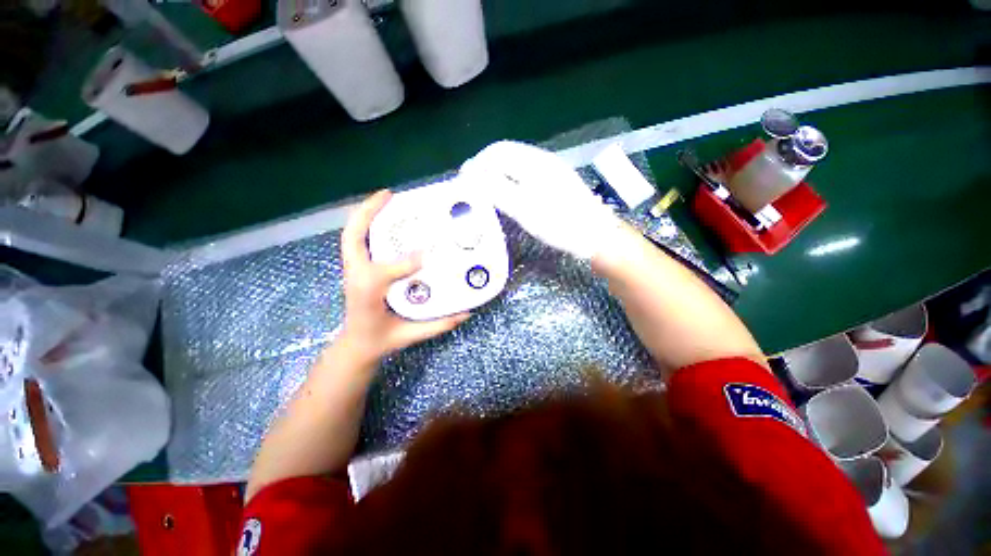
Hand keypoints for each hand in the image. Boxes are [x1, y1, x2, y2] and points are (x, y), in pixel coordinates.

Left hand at [338, 190, 469, 361]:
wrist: (357, 344)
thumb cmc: (382, 339)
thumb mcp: (411, 335)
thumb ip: (439, 324)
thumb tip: (467, 313)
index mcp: (368, 295)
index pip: (381, 274)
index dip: (404, 262)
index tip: (427, 255)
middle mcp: (357, 277)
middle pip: (352, 238)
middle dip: (368, 212)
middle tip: (390, 195)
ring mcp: (353, 270)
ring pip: (352, 235)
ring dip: (366, 213)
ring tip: (387, 199)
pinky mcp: (356, 267)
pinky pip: (357, 240)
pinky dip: (366, 223)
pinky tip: (385, 218)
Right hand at [459, 141, 622, 259]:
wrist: (595, 235)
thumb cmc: (560, 224)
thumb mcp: (525, 209)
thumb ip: (498, 190)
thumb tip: (473, 176)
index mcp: (535, 163)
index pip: (498, 152)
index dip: (477, 162)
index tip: (464, 178)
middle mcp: (543, 161)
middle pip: (507, 154)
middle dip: (485, 166)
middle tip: (472, 184)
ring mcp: (552, 171)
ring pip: (516, 163)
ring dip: (497, 172)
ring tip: (485, 188)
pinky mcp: (556, 183)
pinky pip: (526, 173)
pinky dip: (510, 178)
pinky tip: (507, 192)